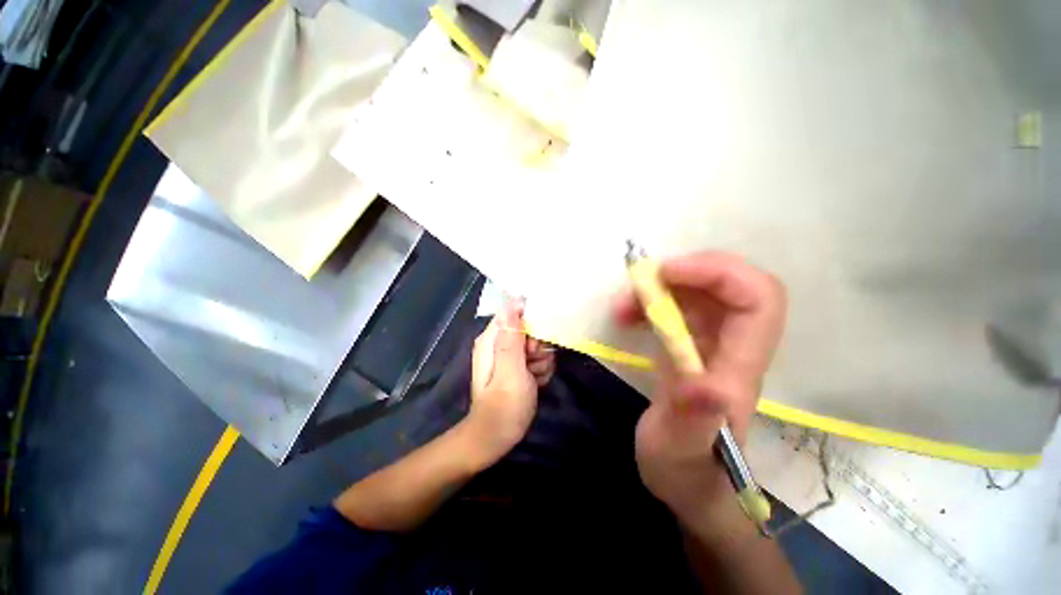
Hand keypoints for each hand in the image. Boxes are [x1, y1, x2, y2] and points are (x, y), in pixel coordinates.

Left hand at [464, 297, 549, 464]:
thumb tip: (512, 302)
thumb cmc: (503, 406)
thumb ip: (512, 337)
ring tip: (533, 378)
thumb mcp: (511, 370)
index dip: (529, 324)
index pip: (514, 312)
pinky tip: (536, 383)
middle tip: (533, 364)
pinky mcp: (519, 367)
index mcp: (491, 339)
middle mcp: (499, 343)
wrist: (497, 438)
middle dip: (538, 346)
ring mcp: (510, 356)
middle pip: (529, 329)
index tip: (534, 344)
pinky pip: (539, 358)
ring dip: (542, 361)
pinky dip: (541, 370)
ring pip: (537, 344)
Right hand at [614, 252, 785, 529]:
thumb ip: (691, 423)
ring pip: (700, 291)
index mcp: (739, 370)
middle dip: (684, 273)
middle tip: (639, 284)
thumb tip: (704, 385)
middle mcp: (733, 348)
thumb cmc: (686, 471)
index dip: (717, 272)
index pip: (757, 300)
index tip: (664, 273)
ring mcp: (712, 344)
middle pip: (731, 284)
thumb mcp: (680, 453)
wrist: (689, 482)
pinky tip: (627, 315)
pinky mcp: (690, 346)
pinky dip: (650, 301)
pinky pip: (677, 306)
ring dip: (659, 287)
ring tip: (623, 306)